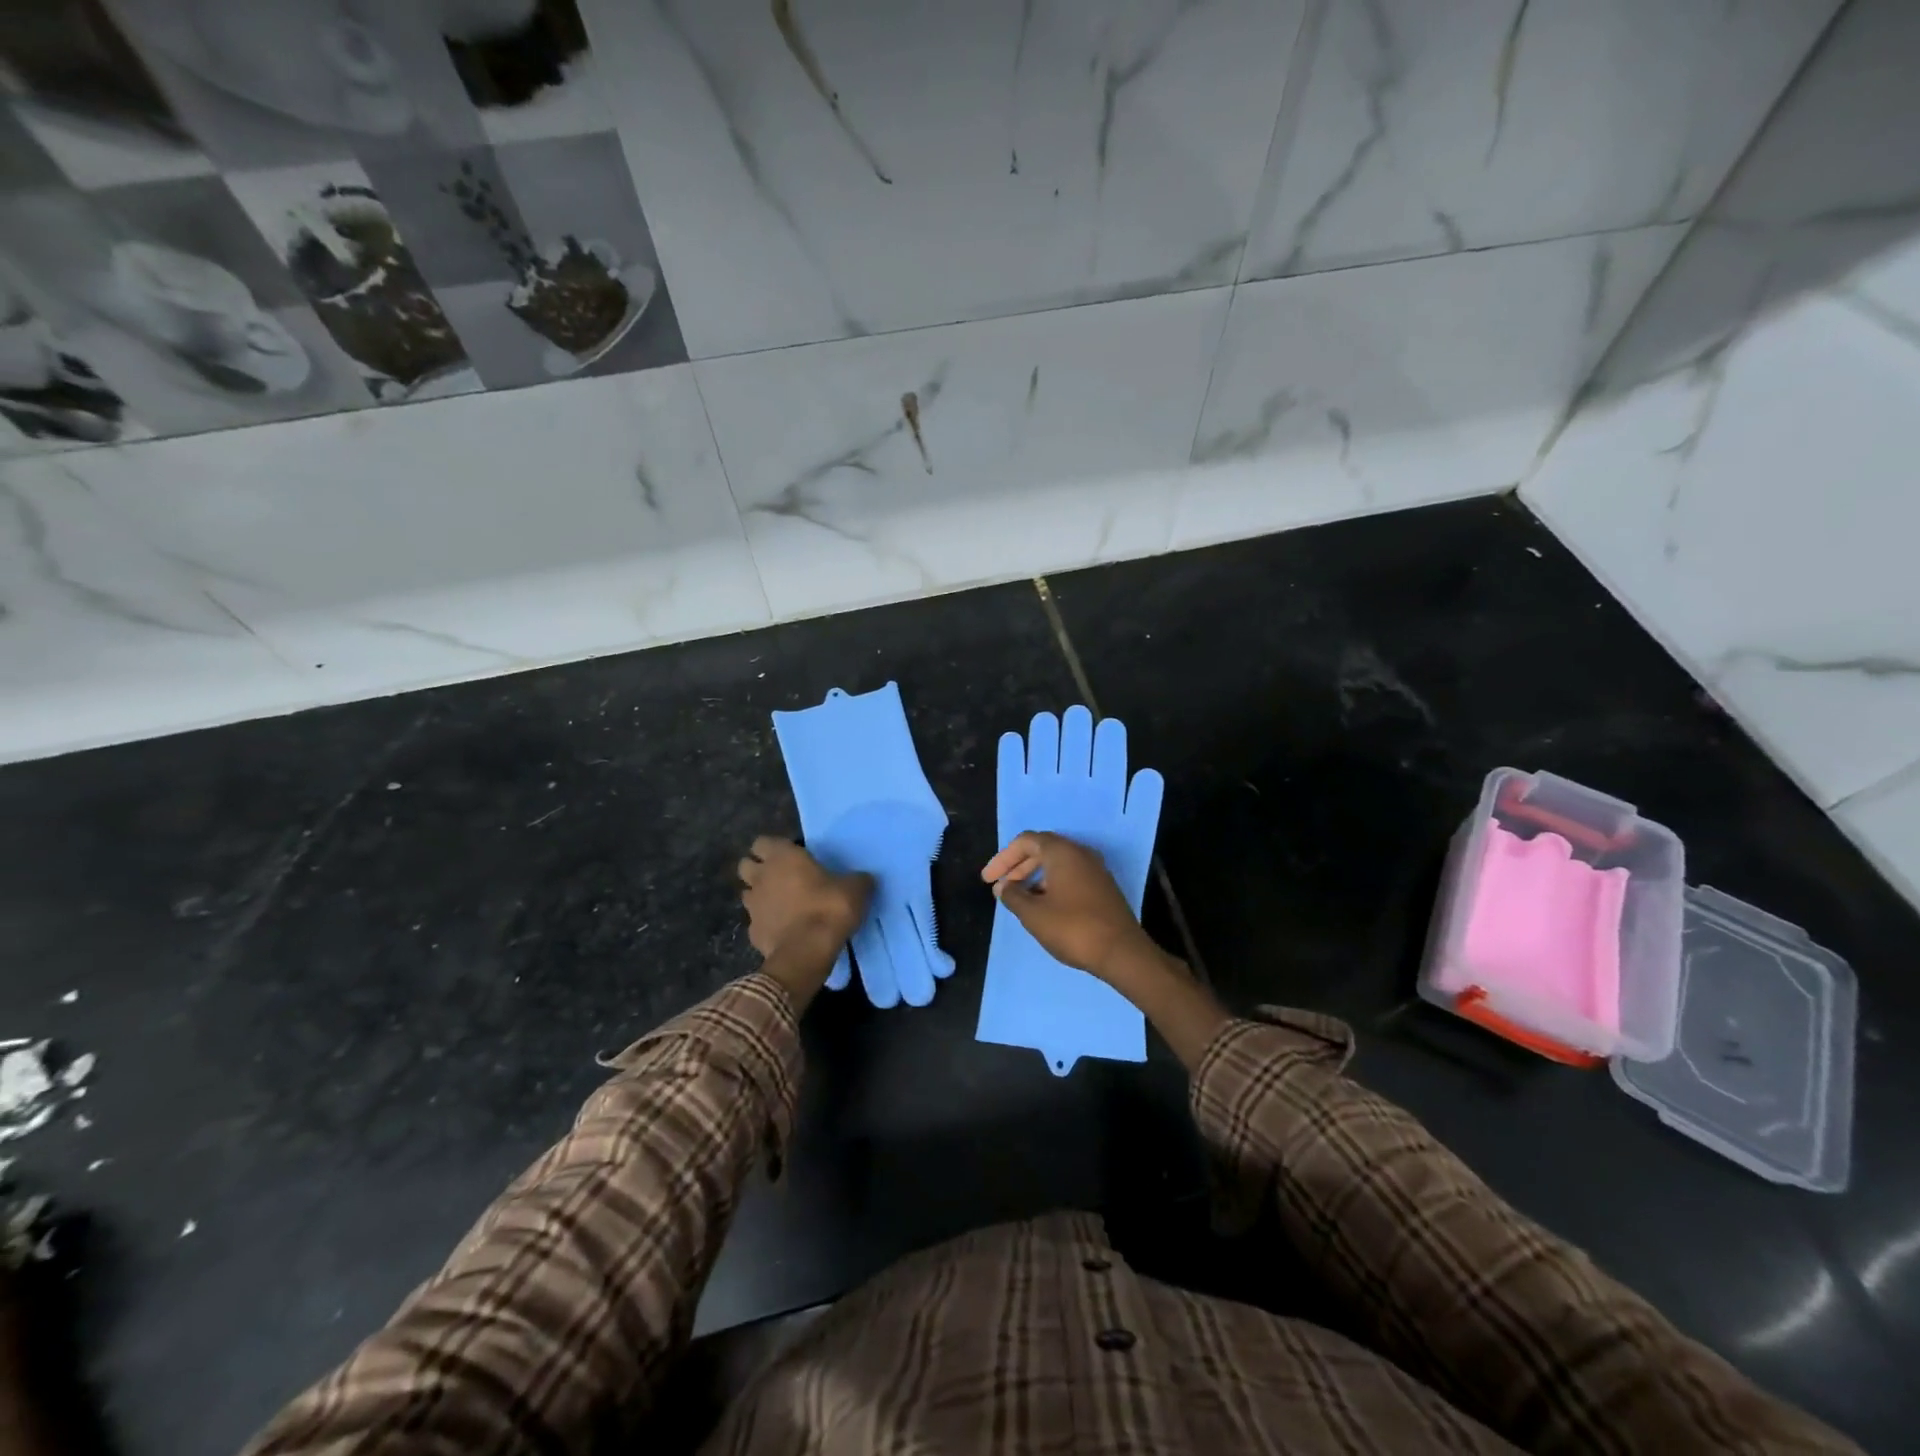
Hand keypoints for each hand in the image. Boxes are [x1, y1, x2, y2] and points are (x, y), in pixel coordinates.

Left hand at [738, 838, 871, 1007]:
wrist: (808, 951)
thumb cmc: (829, 908)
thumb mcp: (856, 888)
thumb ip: (856, 879)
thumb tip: (863, 879)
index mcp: (783, 857)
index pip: (762, 842)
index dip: (773, 848)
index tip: (790, 856)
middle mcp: (761, 877)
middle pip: (746, 865)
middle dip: (758, 869)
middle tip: (781, 877)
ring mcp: (752, 906)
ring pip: (747, 893)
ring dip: (760, 896)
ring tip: (781, 904)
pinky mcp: (752, 932)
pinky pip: (755, 921)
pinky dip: (766, 923)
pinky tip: (782, 929)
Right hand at [981, 831, 1165, 984]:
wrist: (1122, 952)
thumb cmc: (1073, 928)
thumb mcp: (1034, 914)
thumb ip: (1013, 896)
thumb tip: (1004, 886)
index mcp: (1062, 851)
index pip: (1025, 841)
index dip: (1003, 858)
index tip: (988, 880)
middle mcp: (1080, 853)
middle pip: (1042, 849)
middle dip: (1018, 866)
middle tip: (1001, 887)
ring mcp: (1095, 869)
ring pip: (1057, 863)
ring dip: (1034, 876)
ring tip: (1019, 898)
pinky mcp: (1103, 887)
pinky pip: (1070, 875)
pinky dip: (1051, 884)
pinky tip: (1043, 905)